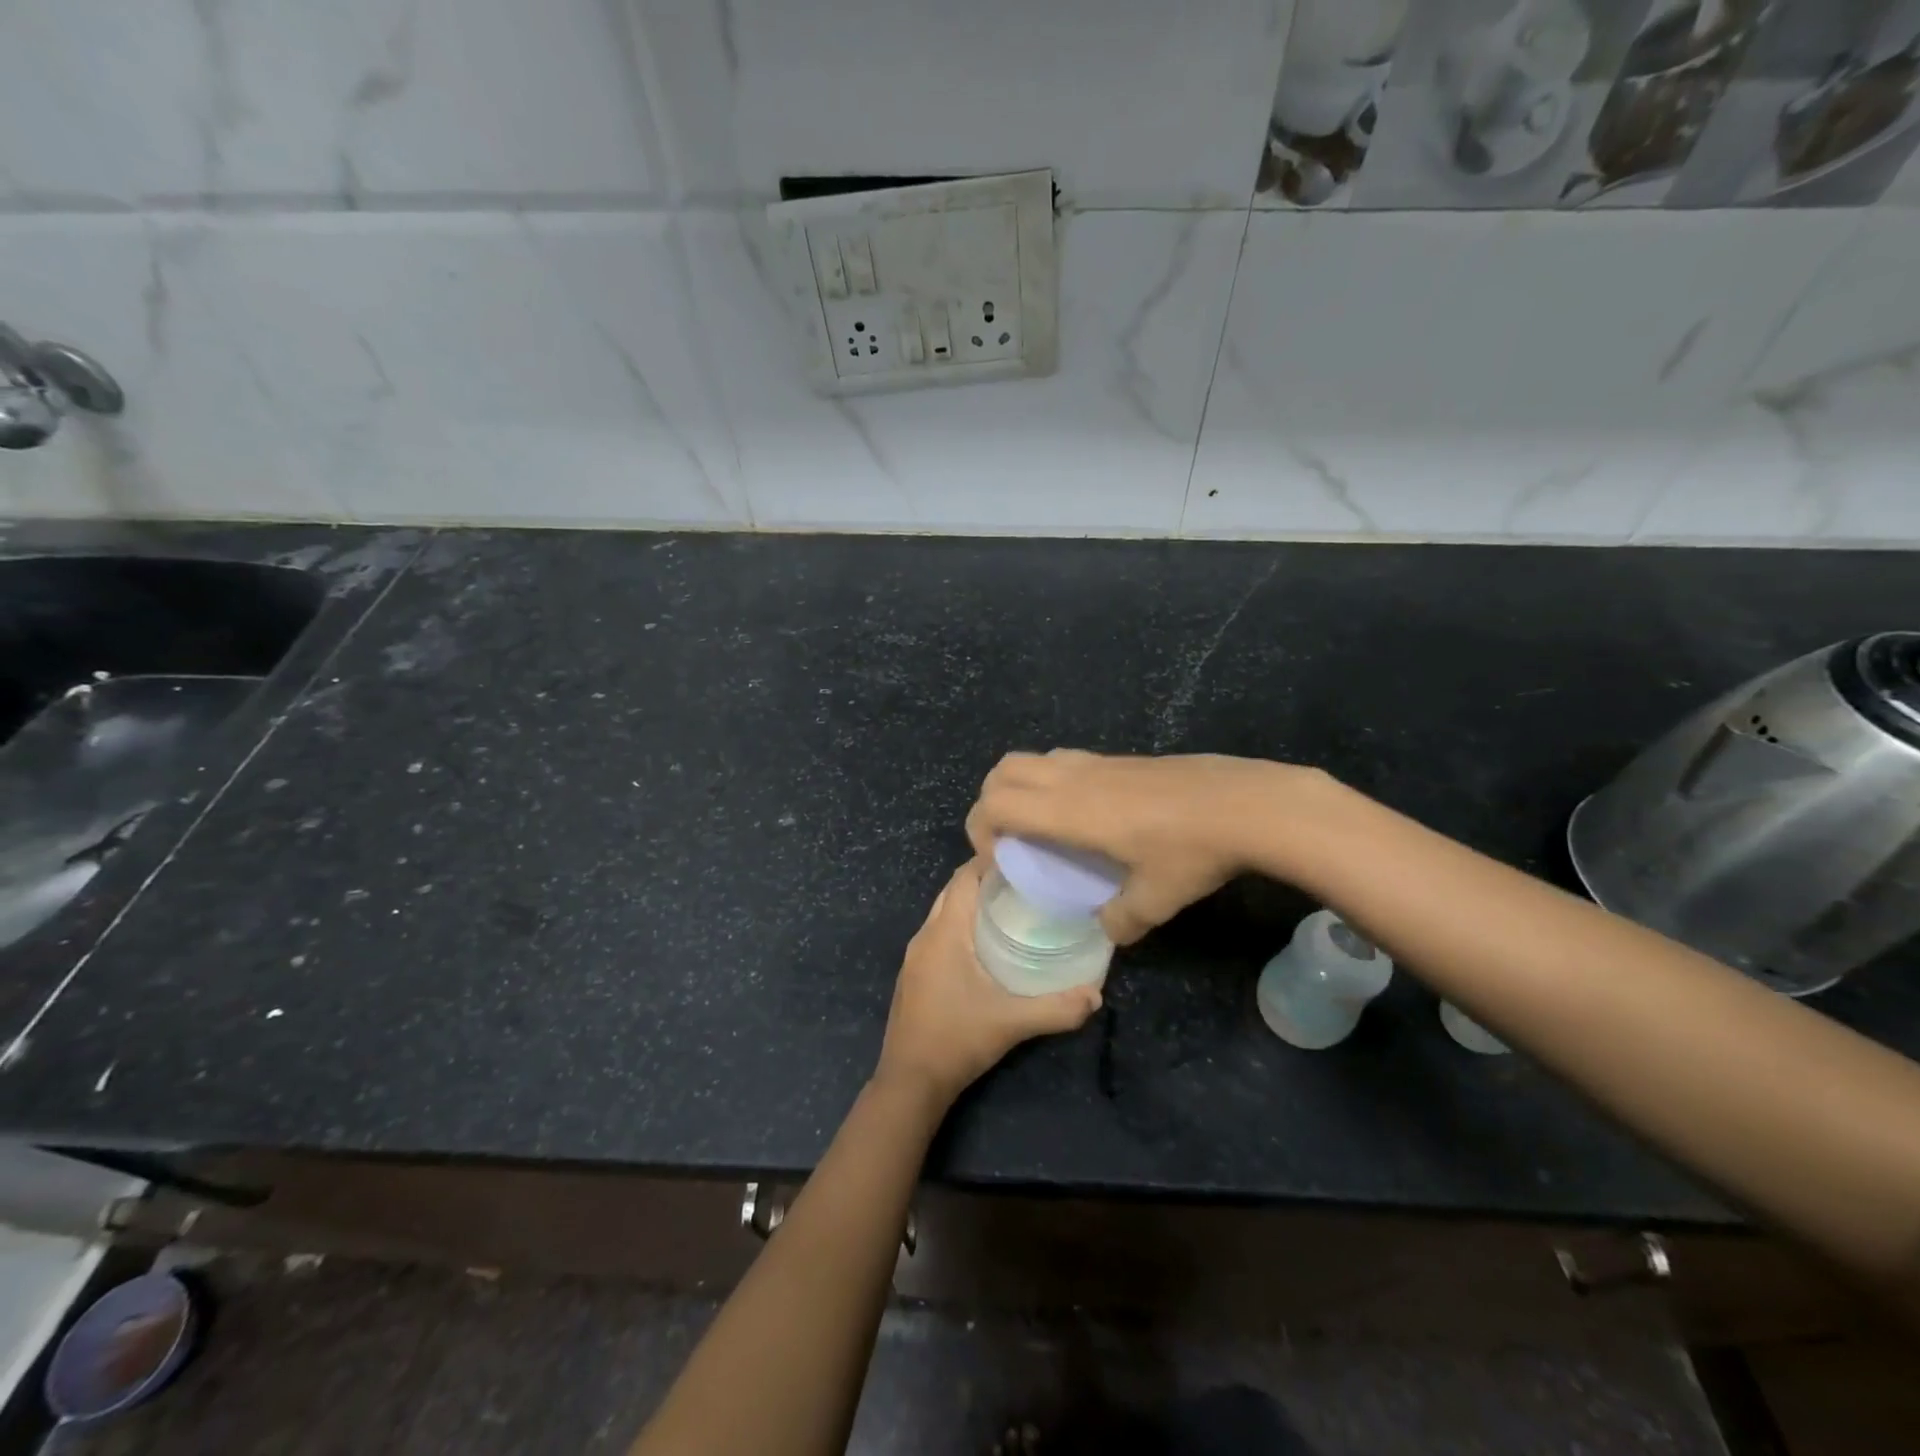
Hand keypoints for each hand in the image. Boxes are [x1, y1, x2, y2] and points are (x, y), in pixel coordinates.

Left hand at [875, 861, 1102, 1106]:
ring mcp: (915, 955)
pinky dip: (961, 924)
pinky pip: (938, 932)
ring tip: (1012, 906)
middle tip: (1026, 881)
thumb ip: (1056, 1009)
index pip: (964, 877)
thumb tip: (1097, 995)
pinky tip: (987, 943)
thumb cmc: (957, 1041)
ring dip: (972, 903)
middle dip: (985, 879)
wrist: (909, 1082)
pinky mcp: (914, 973)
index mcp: (944, 933)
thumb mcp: (1011, 1023)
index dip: (990, 860)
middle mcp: (925, 935)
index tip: (1024, 857)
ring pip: (944, 912)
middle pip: (954, 891)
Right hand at [966, 750, 1300, 944]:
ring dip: (1021, 786)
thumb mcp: (1154, 900)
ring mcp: (1098, 763)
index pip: (996, 804)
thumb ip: (1121, 920)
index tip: (996, 860)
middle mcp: (1073, 778)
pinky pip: (1066, 761)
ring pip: (1035, 759)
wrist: (1246, 803)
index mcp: (1068, 811)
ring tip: (1040, 825)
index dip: (979, 829)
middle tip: (1007, 838)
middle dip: (990, 800)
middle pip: (1004, 770)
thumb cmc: (1191, 851)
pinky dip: (1052, 782)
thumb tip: (1108, 931)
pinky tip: (1085, 815)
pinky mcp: (1122, 758)